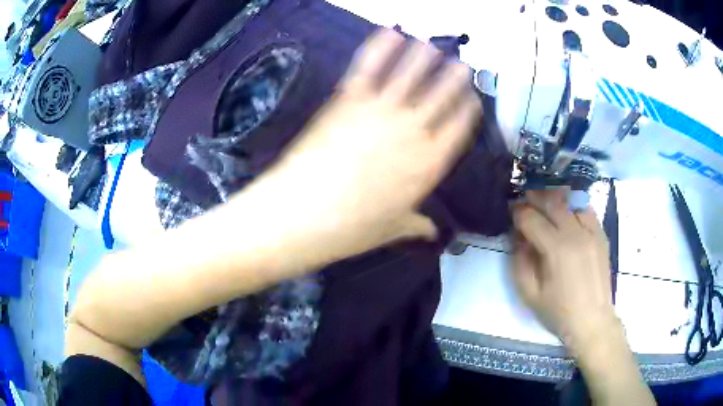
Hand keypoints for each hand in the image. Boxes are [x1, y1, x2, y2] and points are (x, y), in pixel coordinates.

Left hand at [254, 28, 480, 264]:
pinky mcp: (349, 98)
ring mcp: (381, 110)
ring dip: (424, 57)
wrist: (303, 213)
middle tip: (460, 65)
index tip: (471, 99)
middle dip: (454, 78)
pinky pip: (370, 65)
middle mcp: (413, 131)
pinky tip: (390, 33)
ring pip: (410, 73)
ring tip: (431, 46)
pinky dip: (380, 46)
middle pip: (441, 95)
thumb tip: (432, 232)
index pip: (459, 128)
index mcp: (429, 164)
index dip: (468, 110)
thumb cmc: (351, 228)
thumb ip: (416, 225)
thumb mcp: (391, 229)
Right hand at [511, 190, 619, 354]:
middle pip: (551, 202)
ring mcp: (591, 232)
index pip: (531, 218)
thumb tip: (518, 237)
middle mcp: (575, 233)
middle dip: (533, 198)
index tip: (511, 212)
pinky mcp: (601, 235)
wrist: (592, 321)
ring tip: (544, 204)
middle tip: (524, 200)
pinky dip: (573, 207)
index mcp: (556, 249)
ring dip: (554, 199)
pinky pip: (586, 210)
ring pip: (569, 202)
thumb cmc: (558, 312)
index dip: (517, 212)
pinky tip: (567, 214)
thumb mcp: (529, 294)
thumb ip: (520, 261)